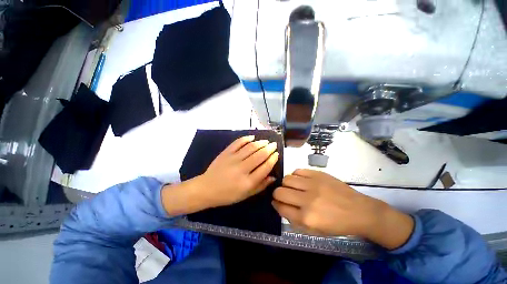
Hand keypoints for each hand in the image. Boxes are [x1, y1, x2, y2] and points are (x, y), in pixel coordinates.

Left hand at [199, 135, 278, 206]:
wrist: (206, 189)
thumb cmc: (227, 195)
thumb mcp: (246, 195)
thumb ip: (260, 186)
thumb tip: (273, 177)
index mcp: (248, 182)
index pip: (265, 167)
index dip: (273, 159)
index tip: (276, 154)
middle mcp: (242, 169)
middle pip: (260, 155)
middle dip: (269, 148)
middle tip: (274, 145)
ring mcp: (233, 159)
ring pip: (250, 147)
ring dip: (260, 142)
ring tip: (266, 141)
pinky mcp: (226, 153)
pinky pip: (237, 143)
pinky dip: (246, 138)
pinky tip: (252, 137)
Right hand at [272, 169, 413, 249]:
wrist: (360, 211)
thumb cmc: (337, 224)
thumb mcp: (315, 230)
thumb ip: (295, 220)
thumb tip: (281, 206)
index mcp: (307, 218)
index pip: (281, 208)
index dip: (275, 204)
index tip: (275, 202)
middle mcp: (307, 200)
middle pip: (280, 192)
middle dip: (277, 193)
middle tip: (282, 194)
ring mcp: (313, 184)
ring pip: (287, 179)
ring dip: (285, 184)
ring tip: (291, 186)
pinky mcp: (318, 174)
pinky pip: (298, 171)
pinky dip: (295, 175)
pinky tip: (300, 180)